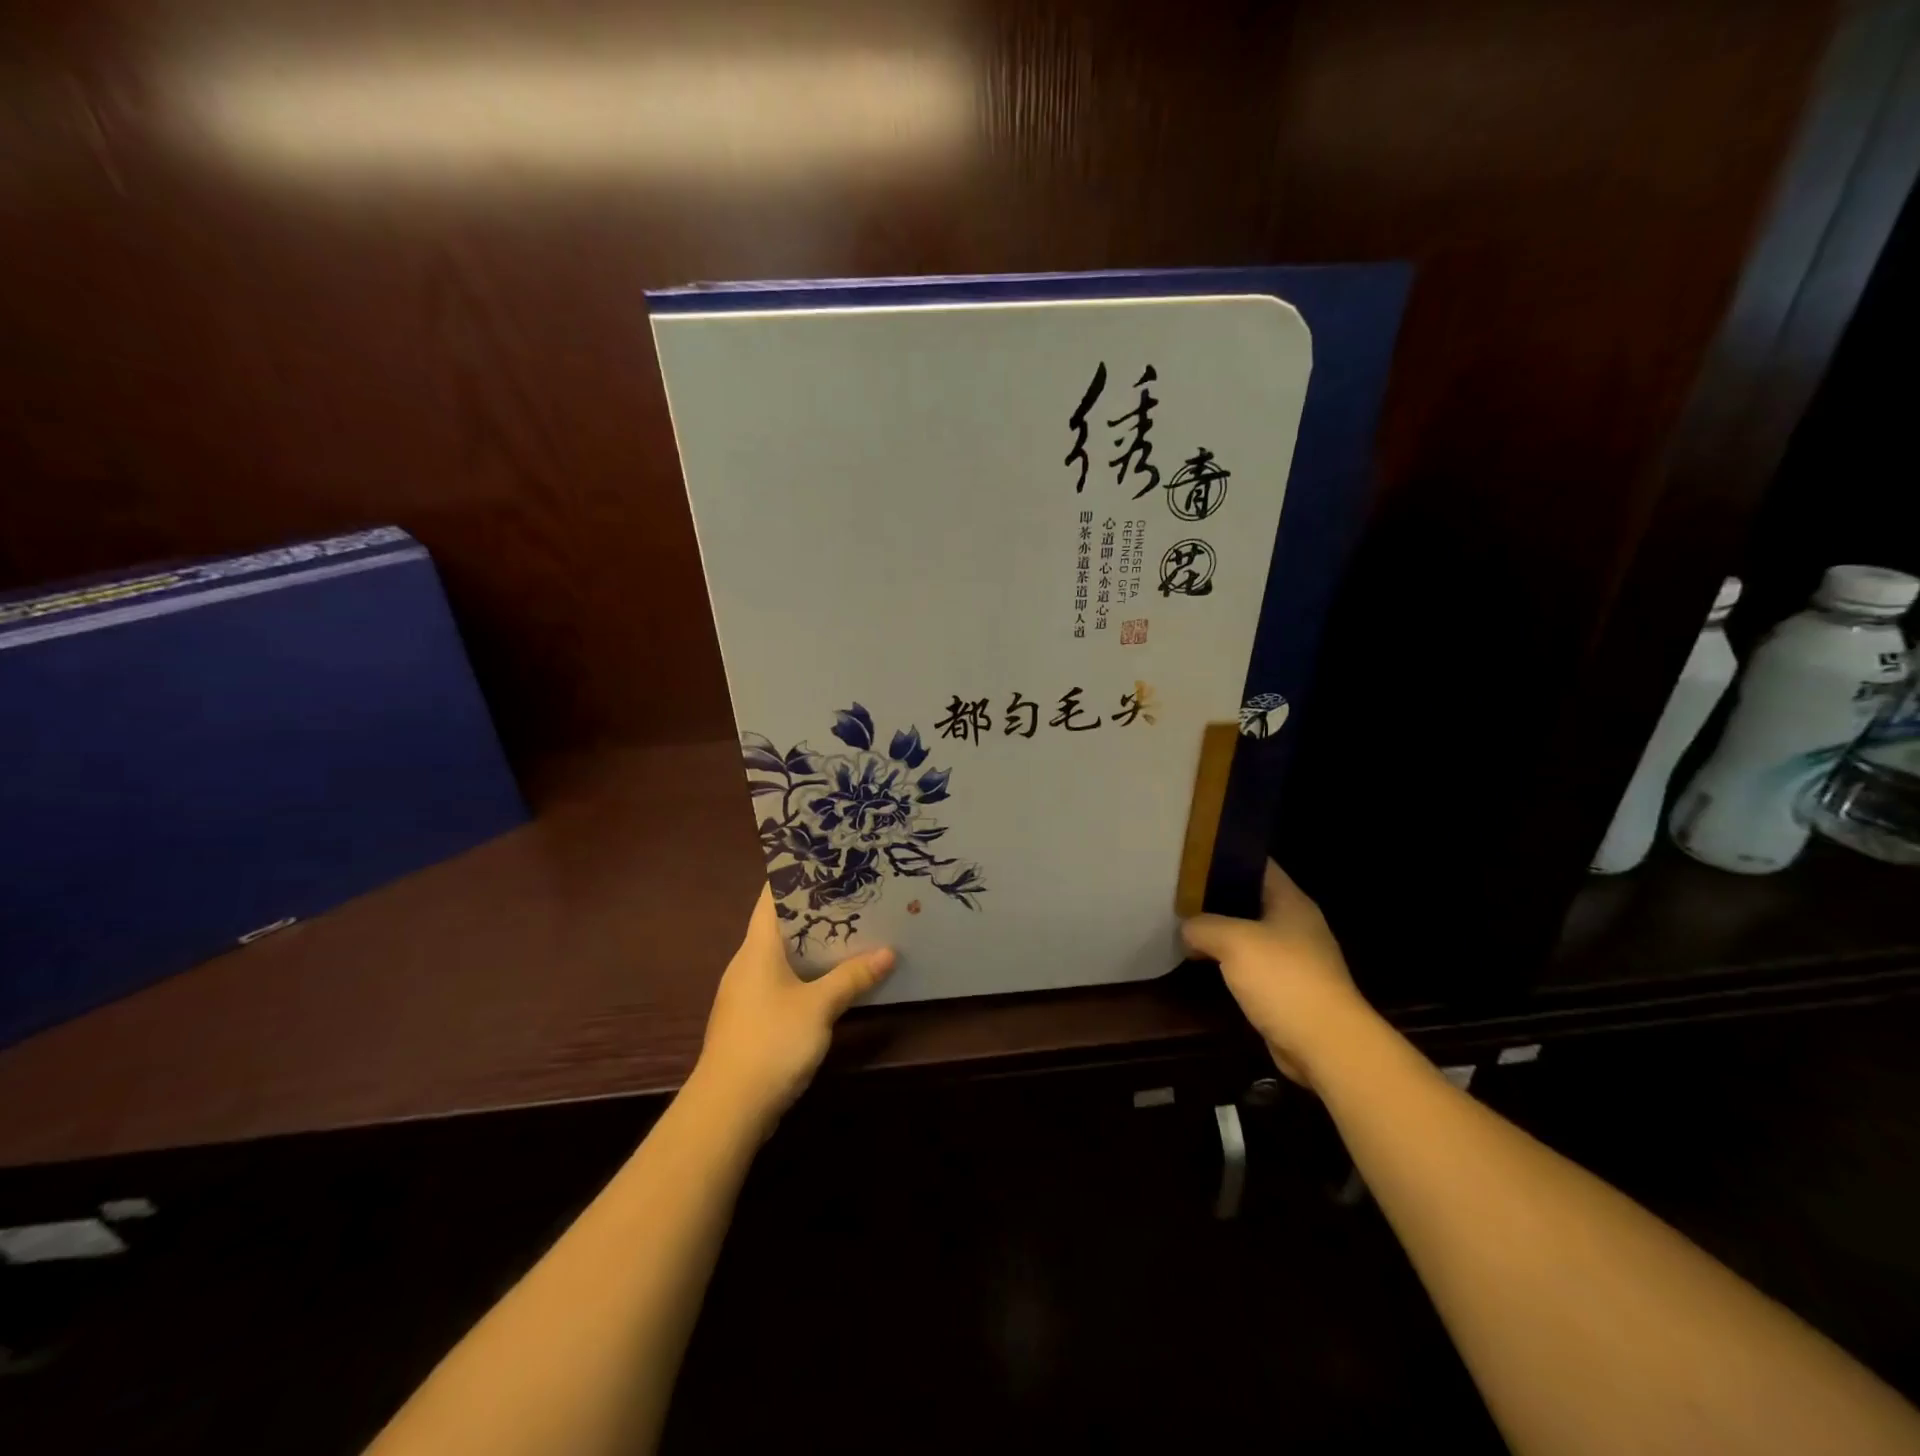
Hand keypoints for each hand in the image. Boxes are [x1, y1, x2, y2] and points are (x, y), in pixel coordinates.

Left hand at [693, 885, 895, 1128]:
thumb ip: (852, 978)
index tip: (827, 860)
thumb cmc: (770, 1043)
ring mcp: (747, 992)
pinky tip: (832, 977)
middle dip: (815, 909)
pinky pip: (783, 980)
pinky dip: (807, 971)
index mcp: (757, 948)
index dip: (795, 874)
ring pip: (783, 954)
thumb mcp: (819, 1008)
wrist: (726, 1109)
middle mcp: (747, 963)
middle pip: (780, 923)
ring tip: (851, 929)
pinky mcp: (753, 1018)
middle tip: (853, 893)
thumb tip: (888, 953)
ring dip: (813, 943)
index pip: (772, 896)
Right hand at [1181, 860, 1375, 1088]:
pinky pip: (1252, 964)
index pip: (1257, 865)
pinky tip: (1203, 962)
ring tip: (1184, 925)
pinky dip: (1229, 961)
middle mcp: (1296, 924)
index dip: (1226, 857)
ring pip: (1249, 933)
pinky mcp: (1288, 989)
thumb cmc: (1284, 979)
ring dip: (1221, 932)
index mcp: (1291, 902)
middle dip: (1216, 896)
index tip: (1192, 858)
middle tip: (1179, 893)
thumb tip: (1186, 929)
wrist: (1325, 1044)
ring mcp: (1294, 958)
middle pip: (1250, 899)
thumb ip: (1204, 926)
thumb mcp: (1234, 941)